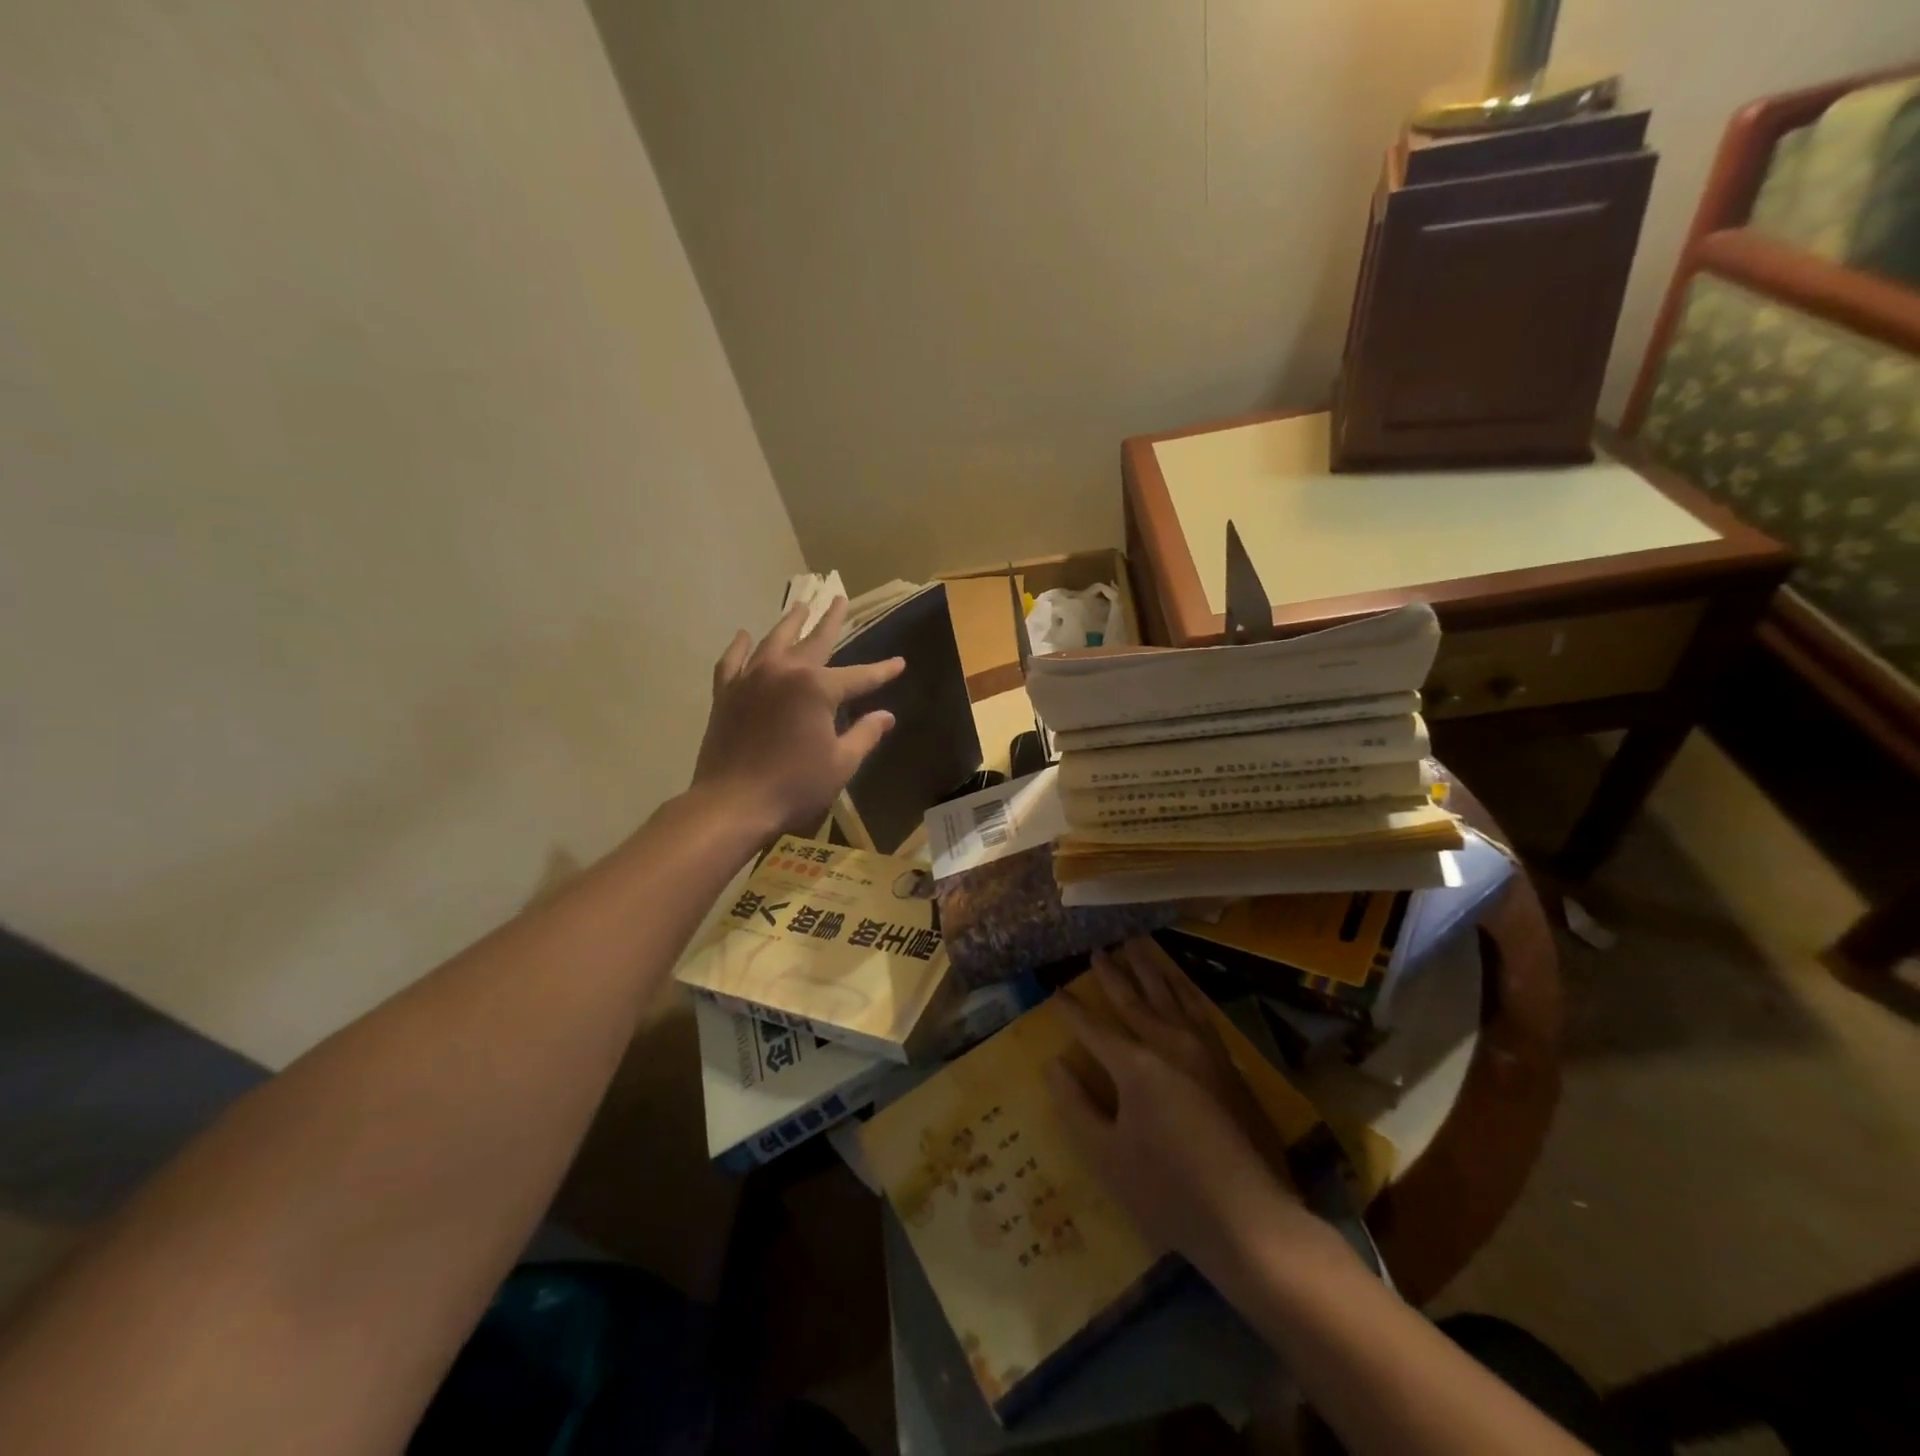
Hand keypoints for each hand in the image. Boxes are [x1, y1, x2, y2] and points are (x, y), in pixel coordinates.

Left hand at [692, 597, 904, 839]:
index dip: (882, 671)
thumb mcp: (841, 763)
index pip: (859, 676)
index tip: (899, 663)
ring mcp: (750, 679)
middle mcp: (783, 671)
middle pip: (814, 641)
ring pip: (773, 641)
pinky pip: (732, 661)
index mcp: (817, 687)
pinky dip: (740, 646)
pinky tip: (745, 636)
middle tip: (839, 599)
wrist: (732, 804)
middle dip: (830, 621)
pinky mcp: (726, 694)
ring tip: (801, 606)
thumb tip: (886, 716)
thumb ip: (865, 734)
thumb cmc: (794, 786)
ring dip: (790, 622)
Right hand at [1045, 941, 1319, 1280]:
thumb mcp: (1106, 1156)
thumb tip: (1053, 1065)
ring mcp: (1203, 1052)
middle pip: (1134, 1000)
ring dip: (1152, 969)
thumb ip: (1076, 1107)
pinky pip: (1200, 1011)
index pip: (1094, 1029)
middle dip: (1113, 975)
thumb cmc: (1168, 1192)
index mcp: (1136, 1067)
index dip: (1072, 1009)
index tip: (1055, 988)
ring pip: (1171, 996)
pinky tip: (1180, 984)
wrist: (1251, 1219)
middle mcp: (1169, 1046)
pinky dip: (1185, 990)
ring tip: (1138, 944)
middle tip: (1099, 949)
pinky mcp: (1227, 1064)